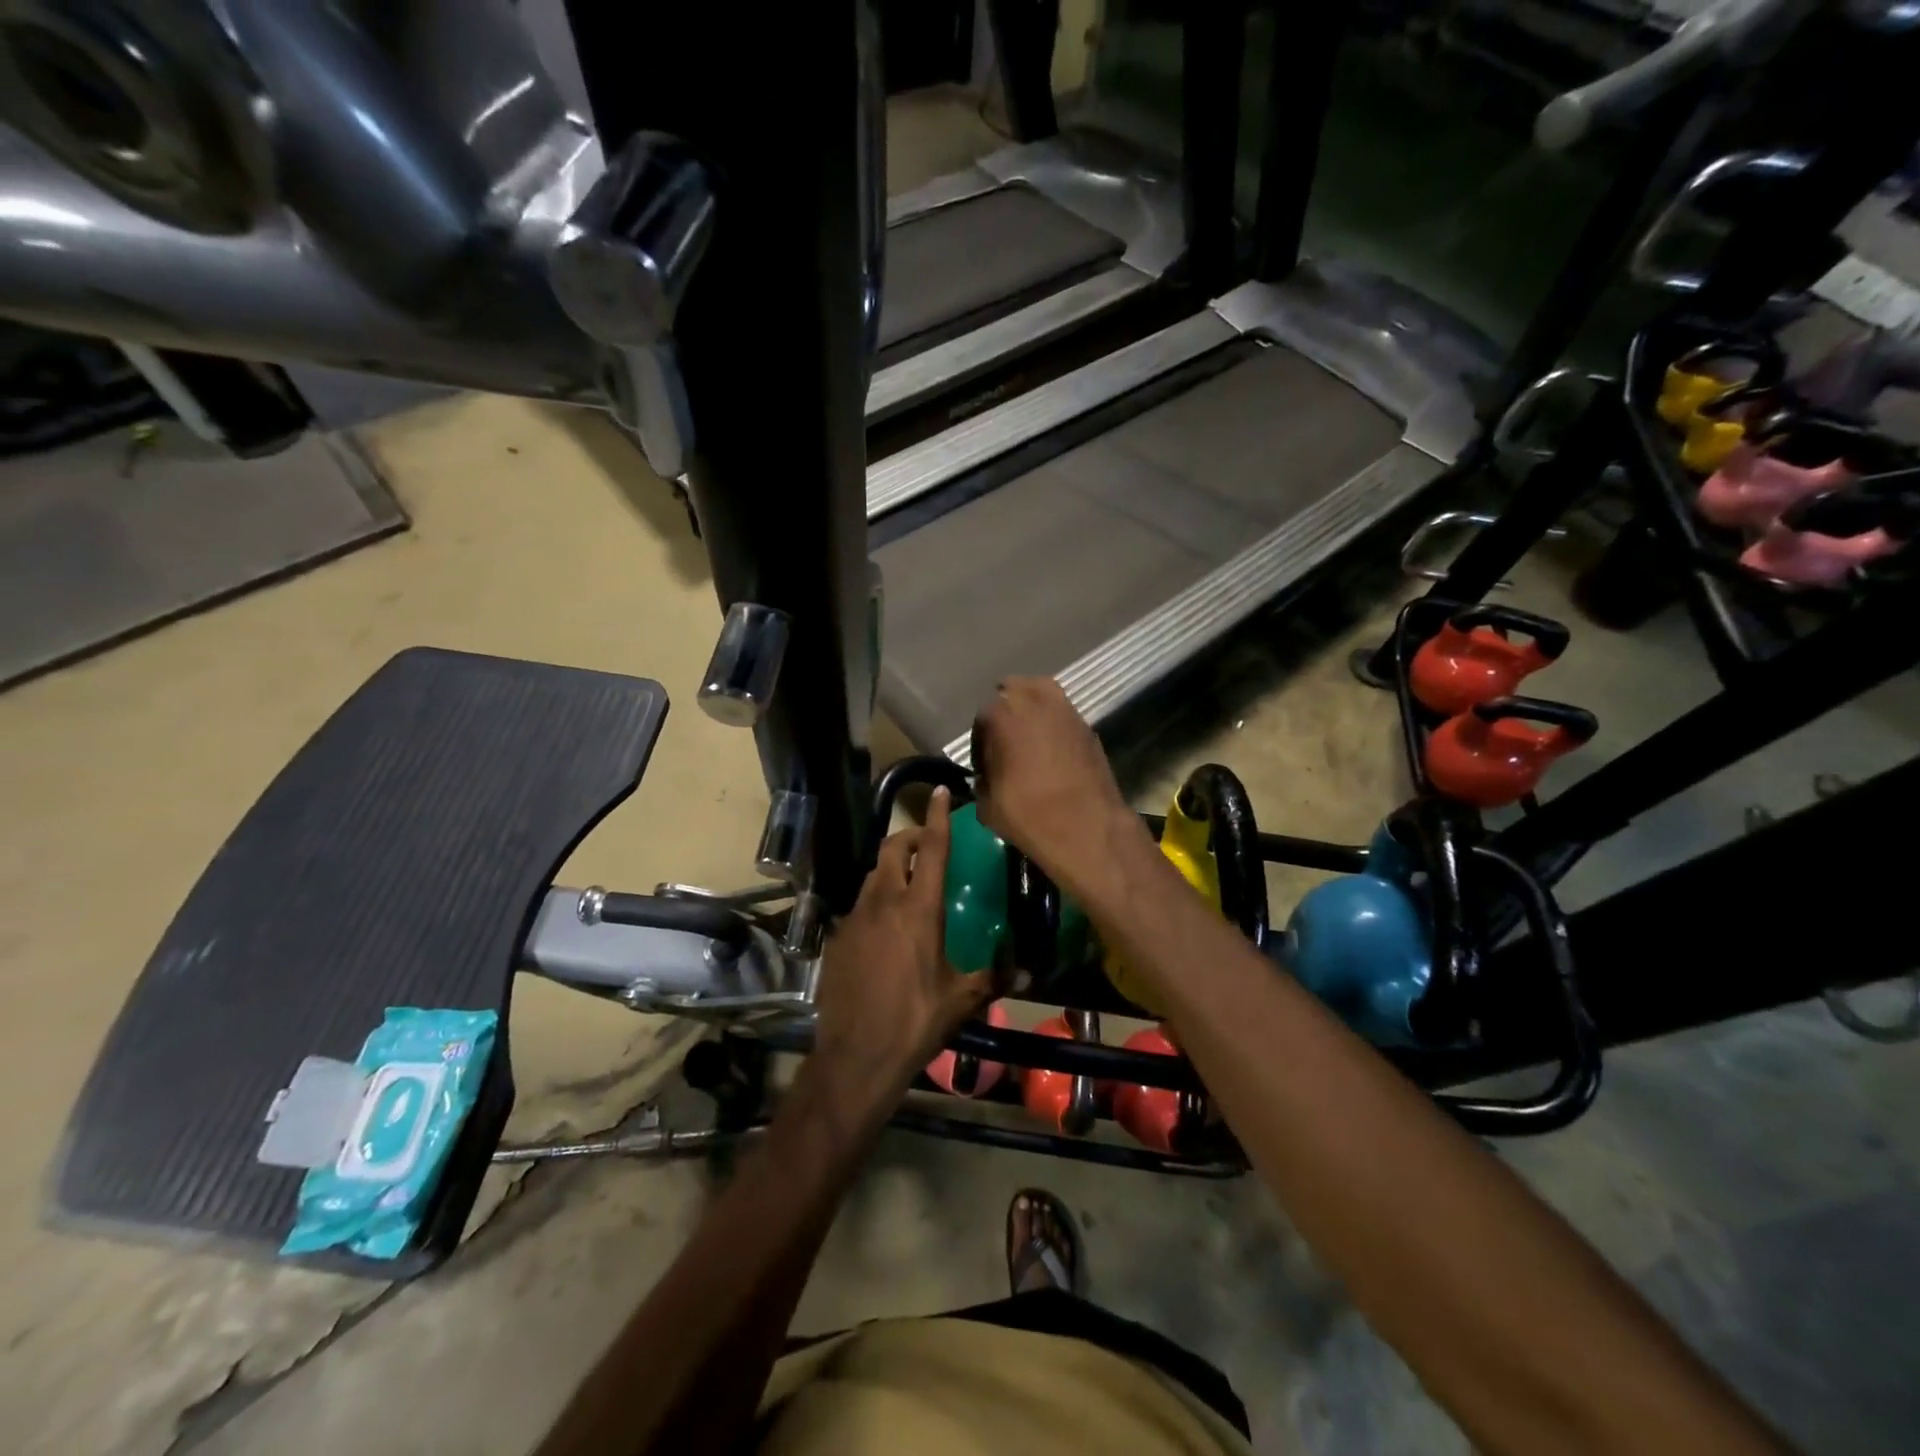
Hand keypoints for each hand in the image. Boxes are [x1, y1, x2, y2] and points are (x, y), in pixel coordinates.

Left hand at [809, 788, 991, 1113]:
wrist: (856, 1056)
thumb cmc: (916, 1021)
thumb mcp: (962, 999)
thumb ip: (995, 976)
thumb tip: (1030, 969)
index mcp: (919, 909)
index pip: (932, 849)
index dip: (937, 816)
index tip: (940, 791)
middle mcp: (884, 902)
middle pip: (894, 848)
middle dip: (911, 836)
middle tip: (929, 846)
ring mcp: (856, 918)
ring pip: (873, 874)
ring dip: (893, 867)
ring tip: (910, 884)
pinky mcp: (838, 937)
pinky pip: (860, 905)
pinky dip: (876, 900)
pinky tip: (885, 928)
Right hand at [972, 678, 1148, 908]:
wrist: (1088, 828)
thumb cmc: (1030, 815)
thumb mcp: (988, 806)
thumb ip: (982, 782)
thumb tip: (986, 777)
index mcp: (1003, 715)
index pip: (983, 717)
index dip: (980, 742)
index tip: (983, 765)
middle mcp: (1035, 702)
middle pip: (1014, 690)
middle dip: (1006, 711)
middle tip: (1004, 740)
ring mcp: (1066, 711)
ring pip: (1042, 692)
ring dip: (1031, 708)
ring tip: (1028, 736)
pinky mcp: (1088, 727)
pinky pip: (1063, 714)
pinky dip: (1054, 723)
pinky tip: (1052, 749)